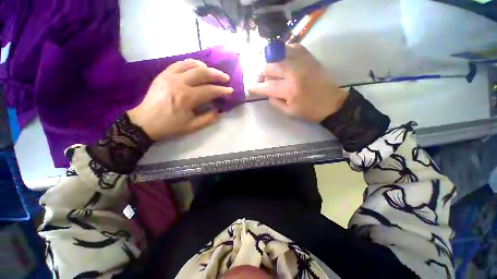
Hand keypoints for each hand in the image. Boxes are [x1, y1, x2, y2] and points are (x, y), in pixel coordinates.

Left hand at [127, 59, 232, 140]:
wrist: (145, 122)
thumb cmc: (170, 126)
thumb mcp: (192, 127)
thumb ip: (209, 119)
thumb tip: (220, 111)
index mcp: (187, 98)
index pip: (210, 90)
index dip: (222, 90)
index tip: (230, 91)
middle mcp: (179, 83)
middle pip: (203, 73)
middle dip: (217, 75)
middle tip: (226, 78)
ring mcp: (170, 76)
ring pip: (192, 65)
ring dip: (206, 67)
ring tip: (213, 72)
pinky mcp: (164, 74)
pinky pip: (180, 63)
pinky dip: (191, 63)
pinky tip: (198, 67)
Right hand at [248, 44, 347, 122]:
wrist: (332, 103)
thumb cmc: (309, 111)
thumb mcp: (289, 112)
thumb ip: (275, 102)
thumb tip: (267, 92)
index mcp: (288, 90)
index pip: (266, 86)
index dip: (255, 87)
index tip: (249, 87)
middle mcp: (293, 72)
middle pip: (269, 67)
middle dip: (260, 73)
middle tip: (261, 80)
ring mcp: (302, 62)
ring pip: (278, 53)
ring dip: (270, 62)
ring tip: (270, 69)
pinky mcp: (309, 57)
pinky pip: (293, 47)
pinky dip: (284, 51)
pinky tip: (283, 59)